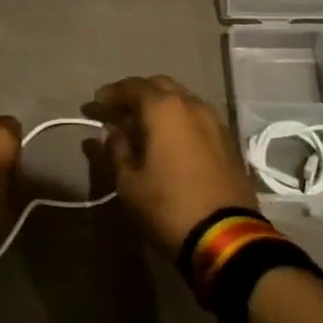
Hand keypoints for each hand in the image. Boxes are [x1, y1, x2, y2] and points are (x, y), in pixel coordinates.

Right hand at [82, 75, 257, 256]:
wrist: (226, 236)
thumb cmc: (168, 205)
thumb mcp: (129, 182)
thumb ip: (116, 149)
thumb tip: (111, 131)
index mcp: (164, 108)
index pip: (131, 87)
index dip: (110, 94)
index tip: (95, 104)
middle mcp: (191, 104)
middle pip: (159, 86)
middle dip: (136, 94)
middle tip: (118, 111)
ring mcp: (214, 120)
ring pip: (182, 99)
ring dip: (160, 106)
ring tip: (143, 125)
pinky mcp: (227, 140)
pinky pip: (196, 117)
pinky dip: (179, 120)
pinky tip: (169, 138)